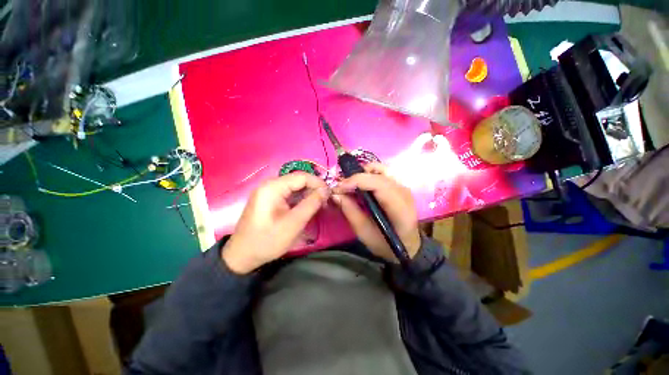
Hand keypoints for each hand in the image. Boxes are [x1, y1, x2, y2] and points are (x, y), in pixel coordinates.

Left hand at [222, 172, 329, 273]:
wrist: (242, 255)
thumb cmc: (268, 240)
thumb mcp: (294, 223)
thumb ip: (311, 204)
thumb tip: (326, 190)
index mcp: (273, 187)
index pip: (301, 176)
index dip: (318, 183)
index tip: (329, 195)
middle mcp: (270, 185)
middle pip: (298, 180)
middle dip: (313, 189)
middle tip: (325, 203)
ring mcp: (269, 192)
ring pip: (295, 187)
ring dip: (308, 195)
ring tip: (318, 206)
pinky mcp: (270, 199)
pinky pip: (289, 194)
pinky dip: (300, 199)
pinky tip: (307, 208)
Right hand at [332, 163, 420, 261]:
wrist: (407, 245)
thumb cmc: (386, 244)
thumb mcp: (364, 233)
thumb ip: (350, 212)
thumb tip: (336, 194)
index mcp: (399, 208)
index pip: (379, 185)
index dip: (357, 181)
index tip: (339, 187)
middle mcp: (404, 192)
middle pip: (379, 174)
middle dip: (356, 177)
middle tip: (341, 188)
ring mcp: (403, 187)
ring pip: (381, 169)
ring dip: (362, 174)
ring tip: (351, 185)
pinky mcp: (399, 185)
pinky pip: (382, 172)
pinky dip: (369, 174)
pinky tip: (361, 184)